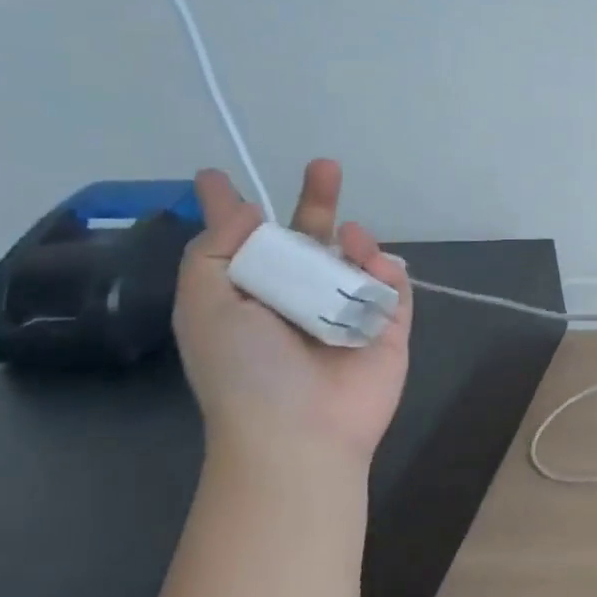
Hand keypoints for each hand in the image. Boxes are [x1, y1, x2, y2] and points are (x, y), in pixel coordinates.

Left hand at [174, 160, 412, 469]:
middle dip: (317, 201)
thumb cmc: (244, 370)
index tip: (214, 176)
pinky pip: (392, 285)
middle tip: (325, 166)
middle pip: (311, 238)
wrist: (300, 431)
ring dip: (352, 240)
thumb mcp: (205, 308)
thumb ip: (214, 253)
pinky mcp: (389, 326)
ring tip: (350, 237)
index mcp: (251, 294)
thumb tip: (244, 211)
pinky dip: (385, 270)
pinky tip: (375, 265)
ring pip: (355, 258)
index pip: (244, 242)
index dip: (231, 210)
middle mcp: (299, 296)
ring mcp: (348, 310)